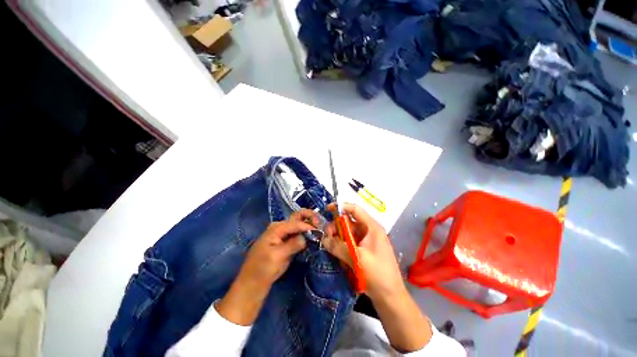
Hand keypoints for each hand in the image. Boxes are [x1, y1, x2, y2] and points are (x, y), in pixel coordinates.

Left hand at [216, 210, 318, 325]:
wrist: (253, 282)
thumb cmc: (263, 269)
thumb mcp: (277, 256)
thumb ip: (293, 244)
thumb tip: (306, 237)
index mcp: (276, 228)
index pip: (296, 223)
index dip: (309, 226)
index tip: (321, 231)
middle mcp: (280, 227)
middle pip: (297, 218)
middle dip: (310, 218)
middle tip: (321, 223)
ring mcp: (283, 234)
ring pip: (299, 225)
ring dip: (309, 225)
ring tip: (320, 230)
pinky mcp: (285, 241)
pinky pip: (297, 234)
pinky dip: (306, 233)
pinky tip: (313, 237)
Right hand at [322, 203, 431, 352]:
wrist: (390, 298)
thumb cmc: (377, 274)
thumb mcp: (356, 258)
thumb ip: (338, 247)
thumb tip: (324, 239)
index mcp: (372, 228)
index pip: (355, 210)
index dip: (341, 207)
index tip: (327, 209)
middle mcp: (369, 231)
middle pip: (349, 222)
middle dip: (336, 226)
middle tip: (326, 237)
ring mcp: (366, 242)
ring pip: (348, 233)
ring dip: (338, 238)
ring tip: (329, 247)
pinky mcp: (363, 251)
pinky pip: (349, 244)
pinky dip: (342, 246)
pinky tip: (336, 254)